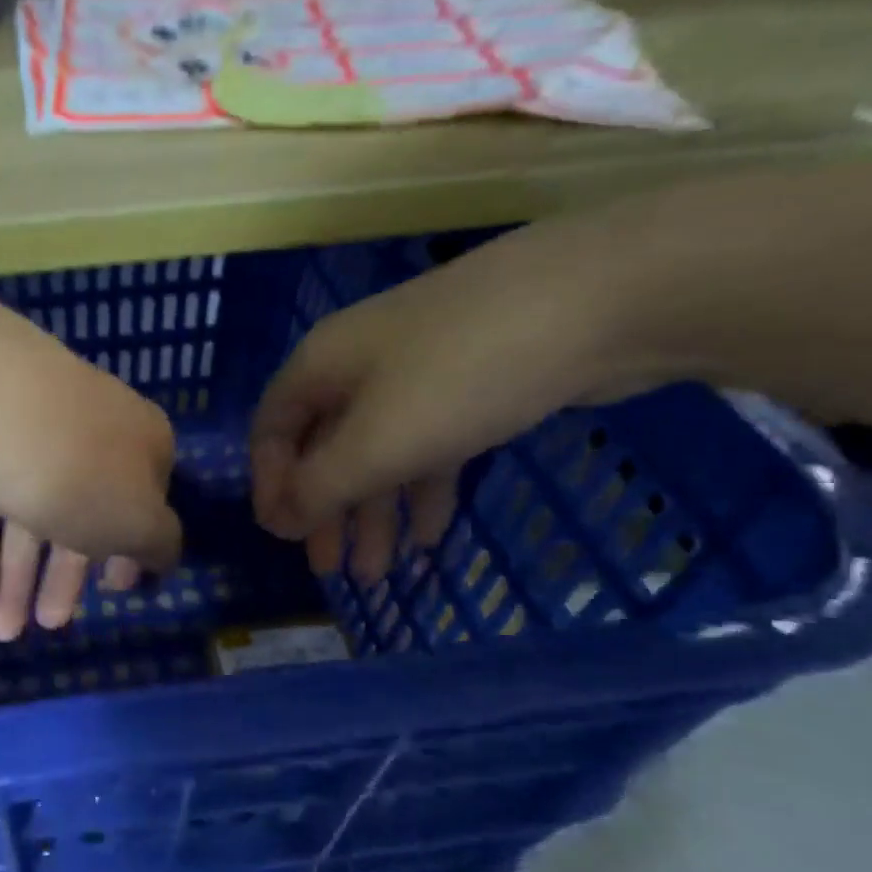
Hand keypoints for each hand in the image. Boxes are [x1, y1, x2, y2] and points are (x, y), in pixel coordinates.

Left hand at [0, 286, 180, 640]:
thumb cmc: (75, 469)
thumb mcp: (137, 521)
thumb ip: (158, 544)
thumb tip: (162, 554)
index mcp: (141, 443)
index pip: (147, 502)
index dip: (132, 551)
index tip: (113, 591)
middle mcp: (89, 433)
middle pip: (82, 516)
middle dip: (63, 579)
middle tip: (46, 626)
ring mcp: (30, 433)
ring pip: (30, 514)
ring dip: (17, 578)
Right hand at [250, 223, 642, 581]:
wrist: (600, 297)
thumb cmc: (459, 375)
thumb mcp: (375, 443)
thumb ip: (318, 488)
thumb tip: (275, 521)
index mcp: (321, 365)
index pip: (271, 430)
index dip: (271, 485)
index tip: (286, 538)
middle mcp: (359, 365)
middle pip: (325, 446)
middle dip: (326, 510)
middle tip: (331, 568)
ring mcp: (418, 372)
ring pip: (379, 450)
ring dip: (375, 511)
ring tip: (380, 573)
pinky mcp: (472, 383)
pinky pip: (428, 445)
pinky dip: (423, 489)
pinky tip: (430, 535)